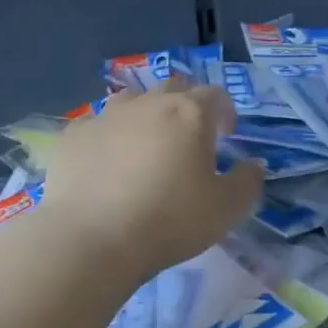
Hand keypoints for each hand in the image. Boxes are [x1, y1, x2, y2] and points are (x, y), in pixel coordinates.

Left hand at [36, 81, 264, 282]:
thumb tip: (253, 165)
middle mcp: (148, 104)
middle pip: (173, 88)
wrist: (92, 238)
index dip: (225, 111)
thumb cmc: (169, 221)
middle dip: (186, 105)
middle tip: (188, 136)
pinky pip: (97, 126)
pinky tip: (106, 165)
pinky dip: (108, 137)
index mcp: (189, 114)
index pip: (215, 95)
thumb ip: (247, 182)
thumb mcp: (226, 210)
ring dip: (145, 114)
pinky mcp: (74, 135)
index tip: (226, 134)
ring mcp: (106, 116)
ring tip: (145, 145)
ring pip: (131, 100)